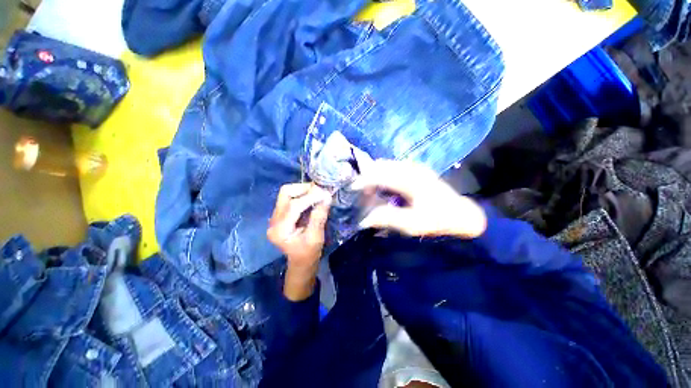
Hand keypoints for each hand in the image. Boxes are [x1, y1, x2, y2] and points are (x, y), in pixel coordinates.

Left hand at [267, 183, 331, 300]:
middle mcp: (273, 221)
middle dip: (304, 189)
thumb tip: (327, 196)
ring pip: (287, 193)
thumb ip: (319, 217)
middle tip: (320, 191)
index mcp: (280, 230)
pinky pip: (290, 198)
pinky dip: (302, 195)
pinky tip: (312, 197)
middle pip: (285, 193)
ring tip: (317, 193)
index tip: (326, 193)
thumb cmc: (309, 254)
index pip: (294, 206)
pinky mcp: (280, 215)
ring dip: (303, 190)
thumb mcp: (316, 238)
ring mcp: (275, 217)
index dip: (311, 197)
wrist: (300, 263)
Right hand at [353, 160, 486, 237]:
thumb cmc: (437, 220)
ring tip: (368, 189)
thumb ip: (388, 219)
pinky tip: (380, 185)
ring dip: (374, 174)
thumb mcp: (413, 224)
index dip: (364, 180)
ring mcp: (414, 167)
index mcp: (411, 181)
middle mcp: (411, 169)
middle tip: (359, 191)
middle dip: (367, 176)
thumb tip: (364, 218)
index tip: (352, 188)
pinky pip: (392, 167)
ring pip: (386, 165)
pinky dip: (382, 174)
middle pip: (381, 166)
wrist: (460, 213)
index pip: (380, 175)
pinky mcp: (415, 169)